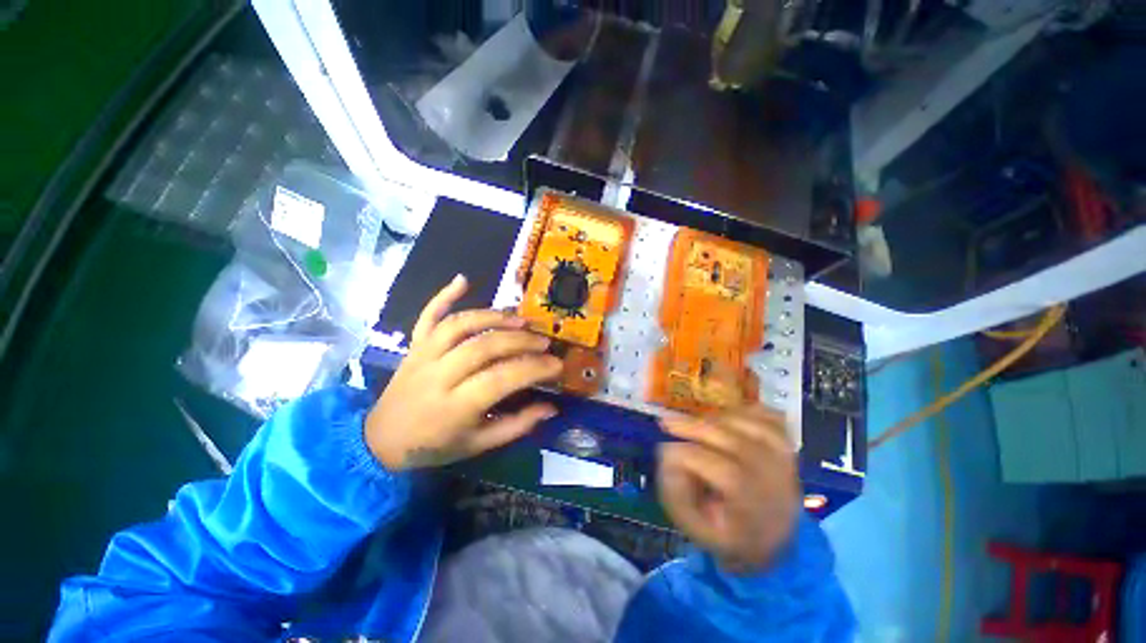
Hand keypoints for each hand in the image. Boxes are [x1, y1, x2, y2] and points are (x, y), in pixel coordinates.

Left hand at [366, 275, 562, 470]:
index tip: (557, 365)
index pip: (501, 379)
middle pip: (483, 346)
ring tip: (521, 318)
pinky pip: (428, 315)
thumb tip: (552, 408)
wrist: (381, 440)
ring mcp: (424, 355)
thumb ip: (517, 425)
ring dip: (493, 317)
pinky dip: (444, 295)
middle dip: (520, 340)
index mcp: (455, 406)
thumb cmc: (435, 446)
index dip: (533, 369)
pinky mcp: (415, 345)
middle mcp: (438, 375)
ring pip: (460, 325)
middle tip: (544, 341)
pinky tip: (463, 280)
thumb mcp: (479, 445)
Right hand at [658, 406, 799, 572]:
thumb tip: (666, 455)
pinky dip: (744, 410)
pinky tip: (724, 418)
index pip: (728, 475)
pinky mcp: (786, 444)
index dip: (692, 456)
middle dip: (696, 428)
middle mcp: (776, 482)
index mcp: (756, 510)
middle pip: (737, 443)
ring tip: (695, 425)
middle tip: (666, 423)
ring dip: (715, 419)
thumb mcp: (696, 528)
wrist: (774, 538)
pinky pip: (768, 416)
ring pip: (750, 425)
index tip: (664, 449)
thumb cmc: (727, 532)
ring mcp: (784, 460)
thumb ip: (677, 495)